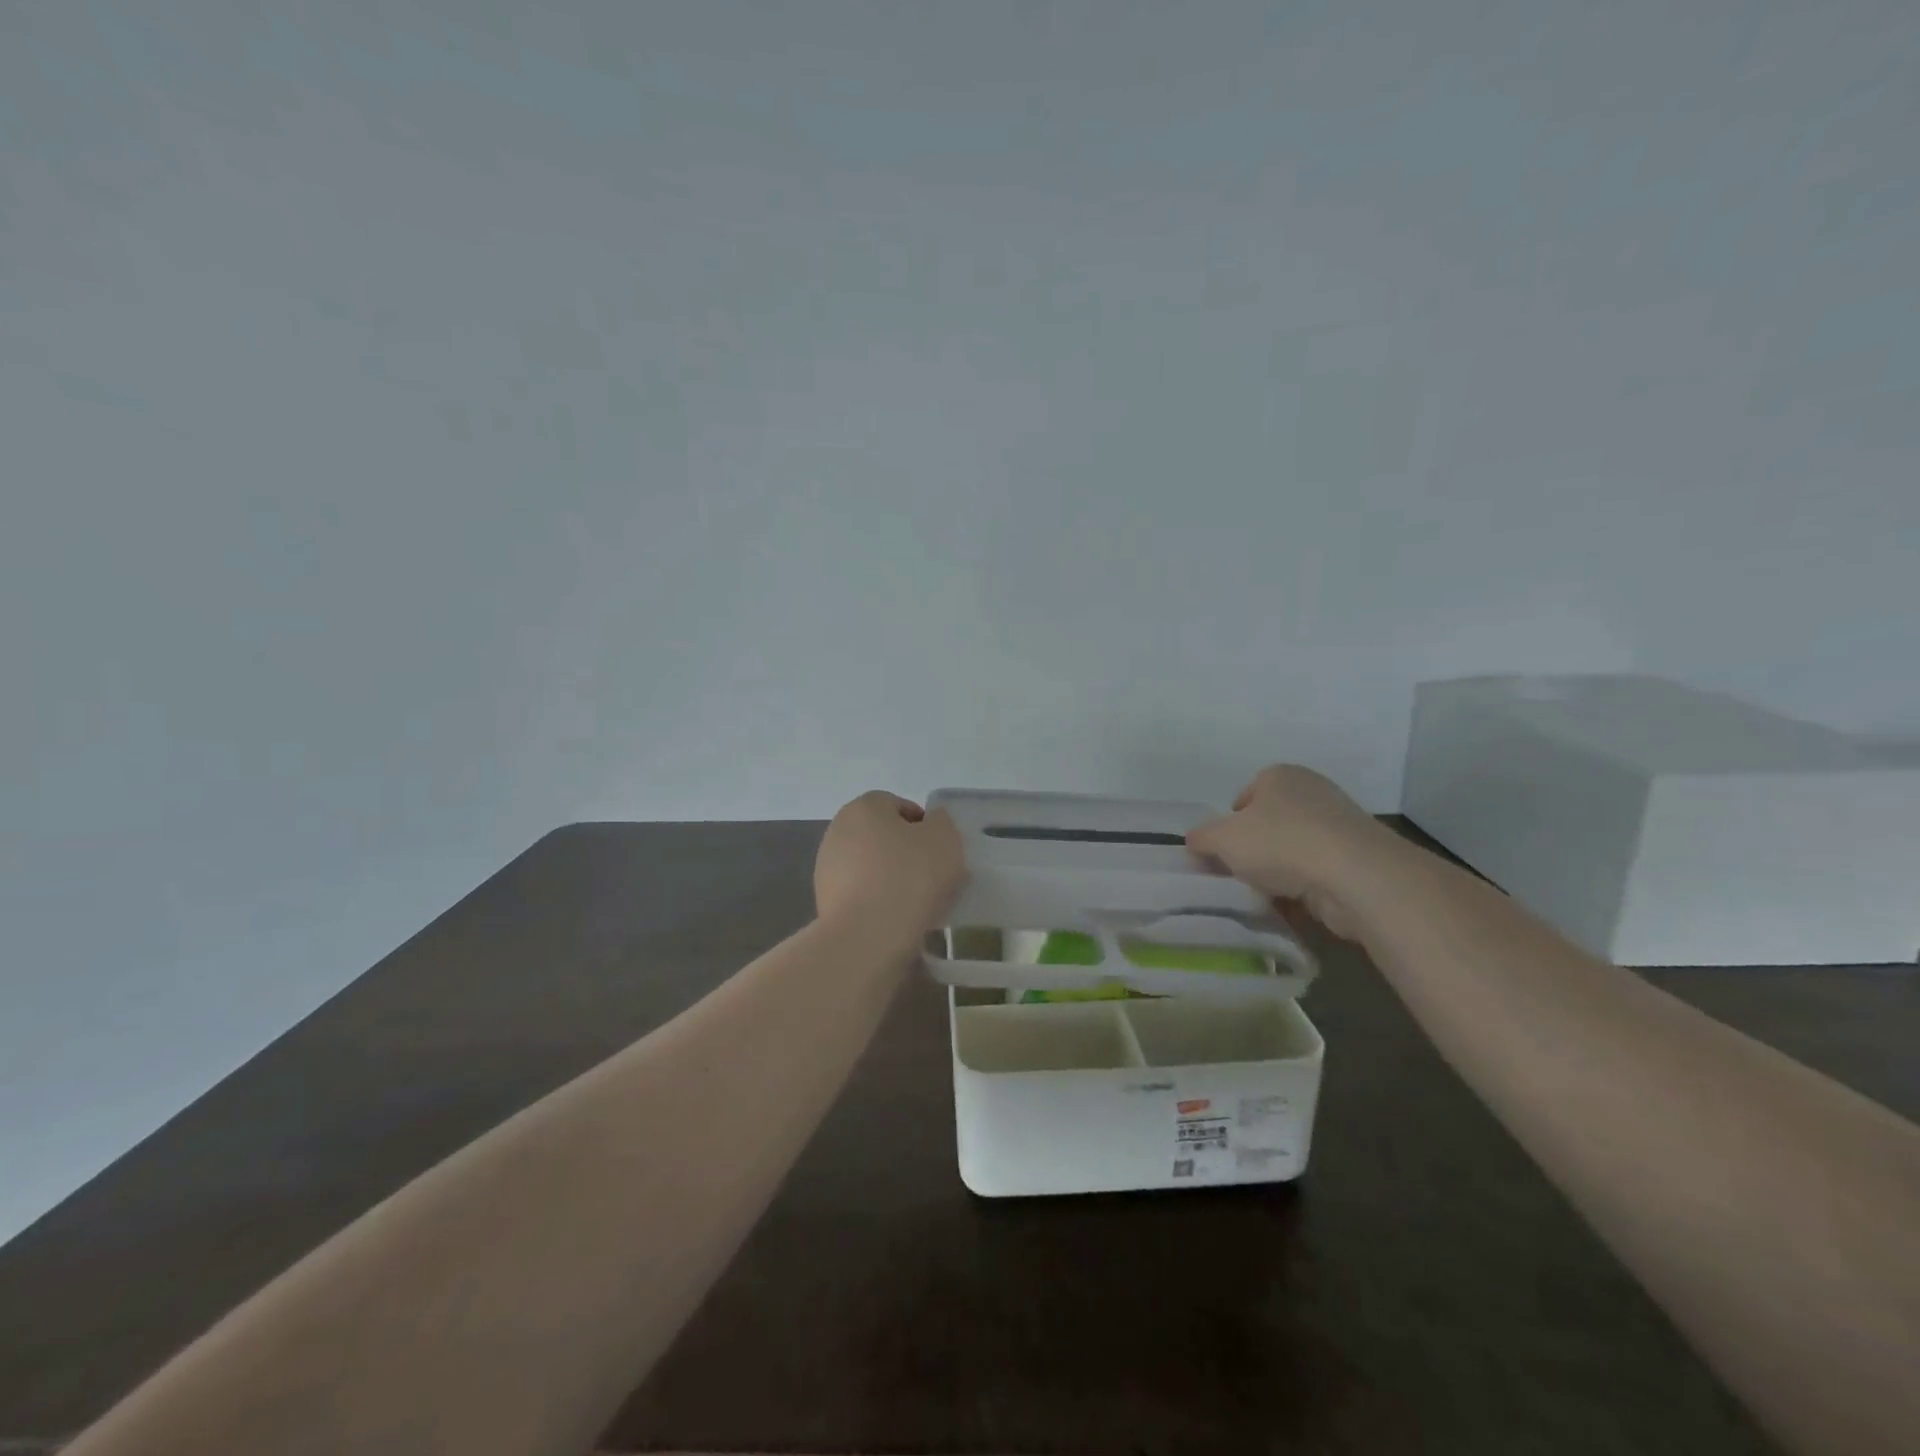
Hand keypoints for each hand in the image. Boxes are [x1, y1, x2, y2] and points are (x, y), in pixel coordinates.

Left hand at [814, 791, 963, 936]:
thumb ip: (941, 822)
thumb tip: (931, 822)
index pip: (898, 805)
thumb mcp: (945, 839)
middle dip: (904, 851)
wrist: (867, 935)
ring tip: (916, 902)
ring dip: (890, 877)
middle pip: (881, 835)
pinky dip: (876, 900)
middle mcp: (838, 830)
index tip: (939, 851)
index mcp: (864, 807)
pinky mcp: (824, 900)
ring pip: (869, 865)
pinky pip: (860, 893)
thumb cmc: (910, 877)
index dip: (923, 825)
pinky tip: (895, 918)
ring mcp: (827, 866)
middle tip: (931, 876)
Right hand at [1186, 765, 1396, 941]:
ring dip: (1279, 872)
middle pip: (1270, 823)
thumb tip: (1195, 842)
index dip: (1230, 824)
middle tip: (1239, 874)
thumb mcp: (1222, 839)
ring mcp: (1340, 825)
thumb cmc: (1280, 843)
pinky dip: (1304, 888)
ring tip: (1264, 894)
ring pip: (1294, 850)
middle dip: (1255, 850)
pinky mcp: (1359, 858)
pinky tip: (1293, 905)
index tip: (1223, 851)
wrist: (1356, 876)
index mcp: (1280, 776)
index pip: (1245, 796)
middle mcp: (1312, 791)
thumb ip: (1202, 838)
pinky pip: (1318, 873)